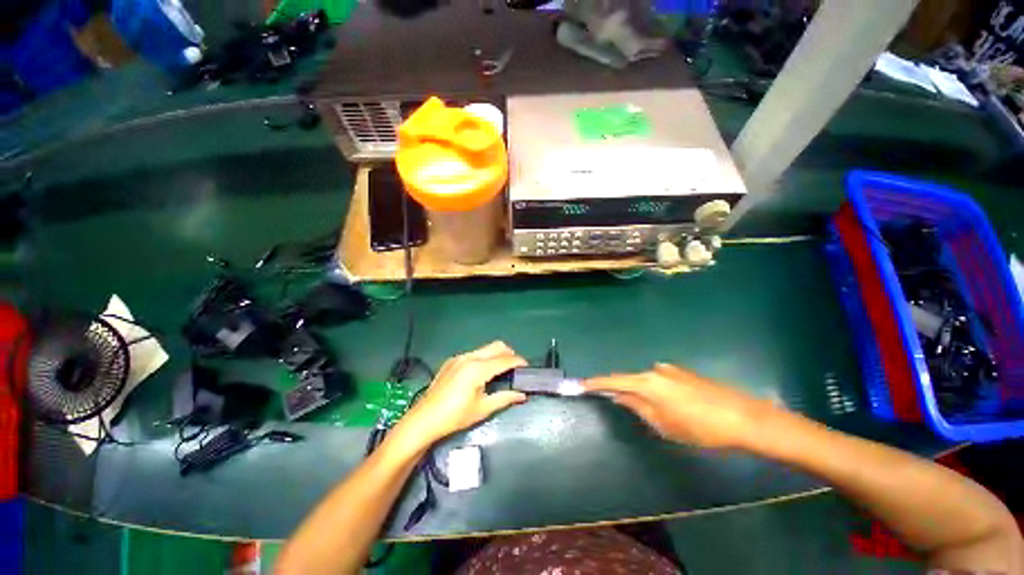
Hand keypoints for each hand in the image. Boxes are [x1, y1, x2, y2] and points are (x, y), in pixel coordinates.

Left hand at [390, 342, 527, 451]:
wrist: (423, 419)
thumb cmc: (455, 416)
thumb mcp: (482, 409)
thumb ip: (504, 398)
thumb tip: (522, 395)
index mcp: (478, 369)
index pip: (504, 360)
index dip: (518, 361)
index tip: (527, 366)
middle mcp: (469, 357)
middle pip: (496, 346)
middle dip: (509, 354)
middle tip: (515, 368)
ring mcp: (459, 357)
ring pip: (485, 349)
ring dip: (496, 355)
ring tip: (500, 371)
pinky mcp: (451, 361)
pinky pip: (474, 353)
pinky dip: (484, 358)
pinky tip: (481, 374)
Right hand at [584, 363, 777, 449]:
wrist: (744, 418)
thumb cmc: (699, 427)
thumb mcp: (663, 424)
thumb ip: (637, 407)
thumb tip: (618, 396)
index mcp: (647, 382)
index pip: (614, 380)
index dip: (595, 383)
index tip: (580, 384)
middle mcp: (656, 370)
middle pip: (630, 379)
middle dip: (622, 391)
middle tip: (618, 405)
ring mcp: (671, 369)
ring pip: (647, 381)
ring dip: (642, 393)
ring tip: (654, 413)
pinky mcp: (684, 373)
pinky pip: (661, 380)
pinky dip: (656, 391)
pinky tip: (672, 406)